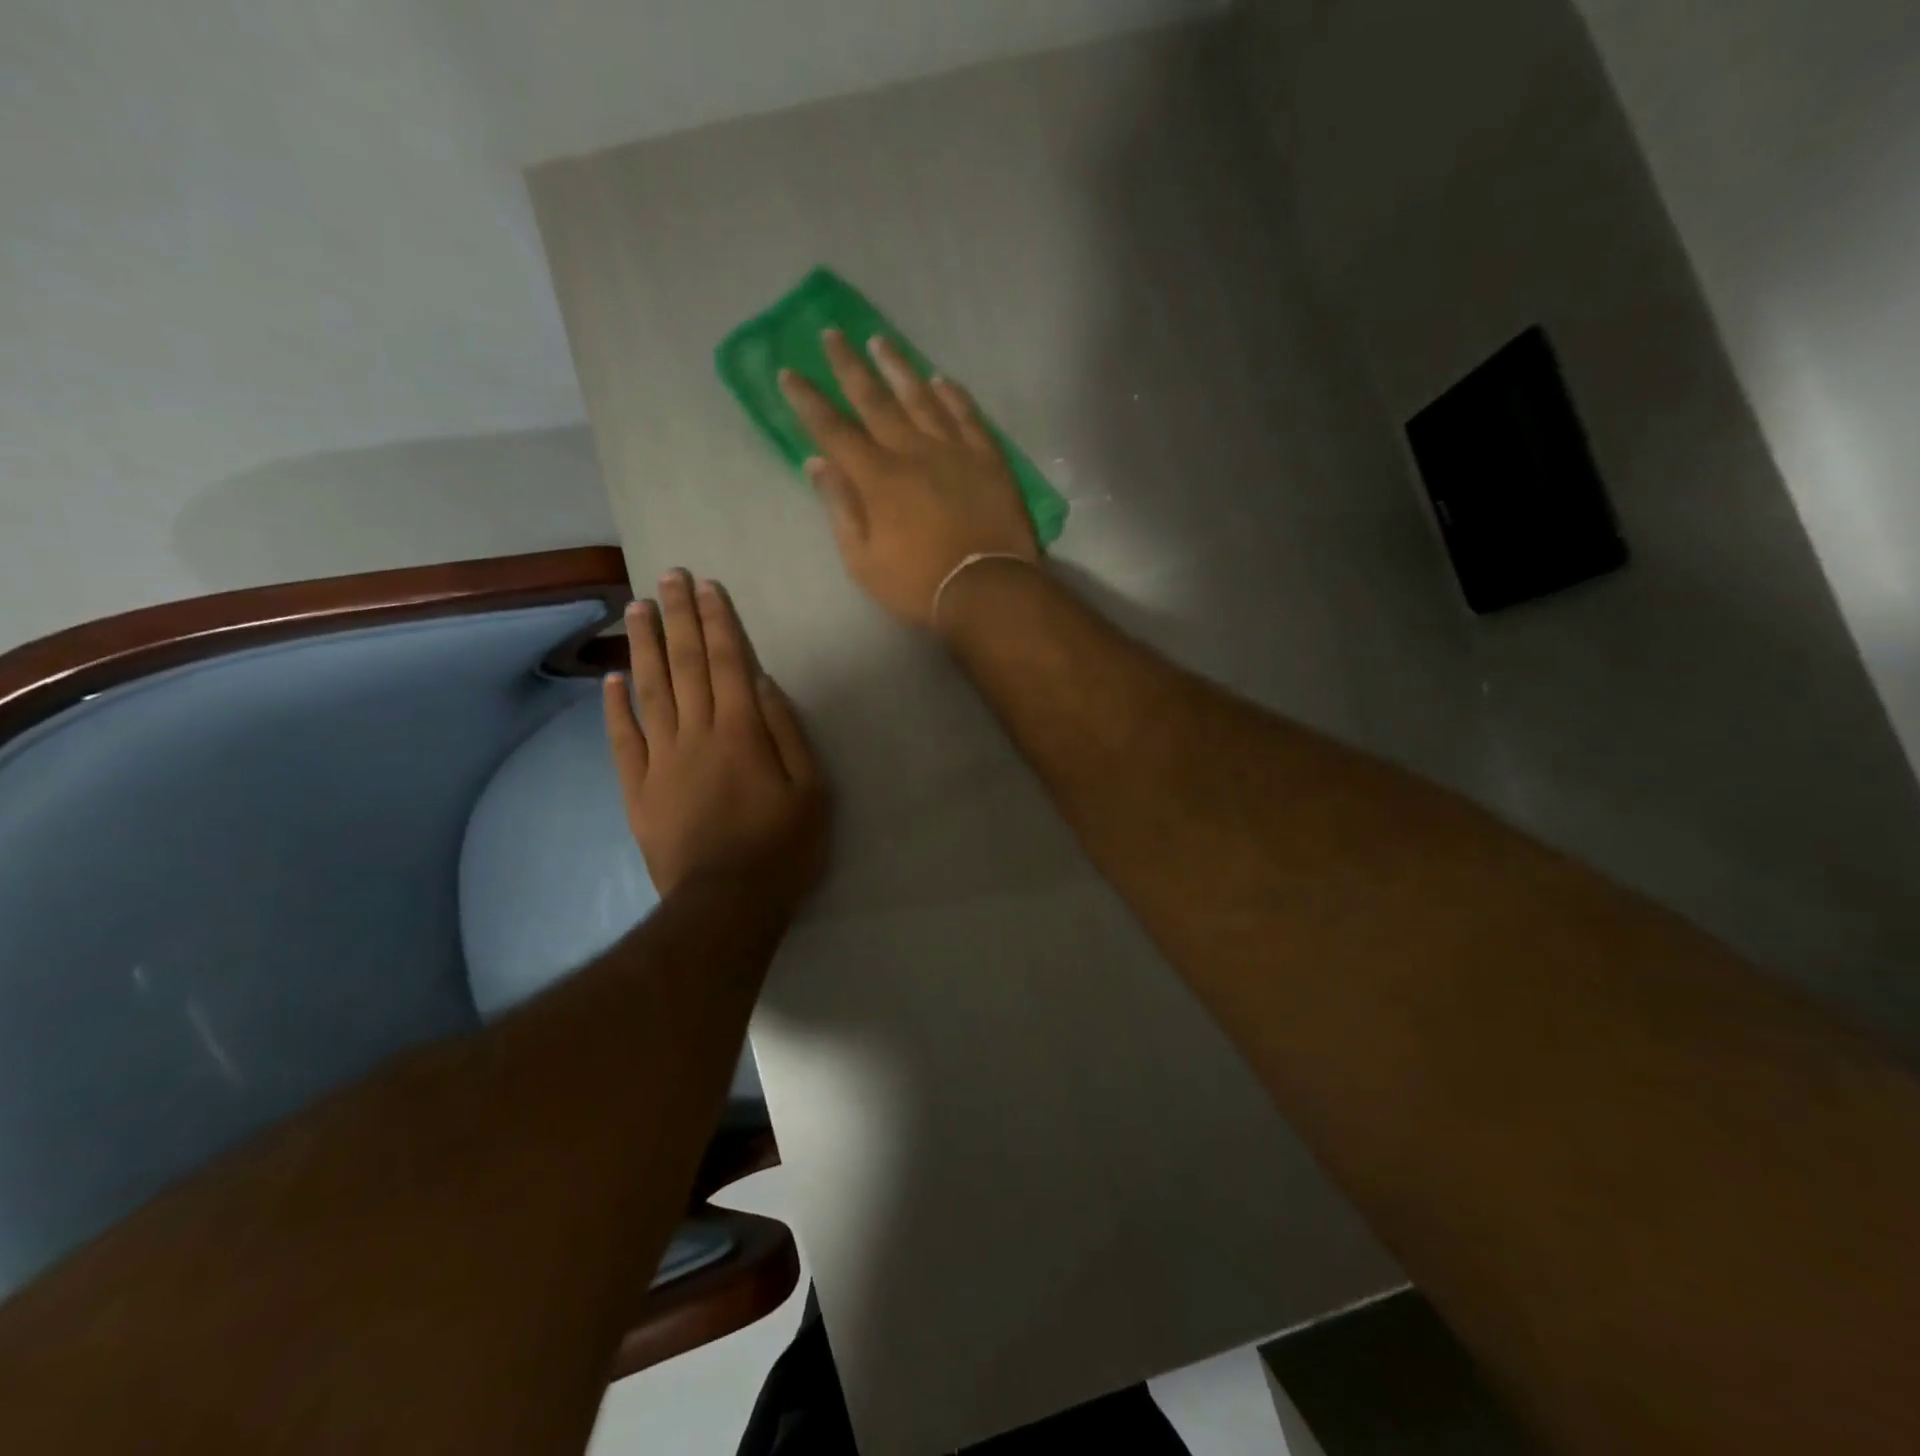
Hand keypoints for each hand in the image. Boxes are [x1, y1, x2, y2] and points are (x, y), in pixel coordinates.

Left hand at [603, 570, 827, 907]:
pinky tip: (611, 678)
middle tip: (668, 577)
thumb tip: (762, 683)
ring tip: (637, 609)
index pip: (727, 664)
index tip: (708, 587)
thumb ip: (787, 732)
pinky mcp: (638, 789)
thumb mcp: (811, 791)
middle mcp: (696, 735)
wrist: (725, 905)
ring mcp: (661, 761)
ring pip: (650, 692)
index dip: (718, 622)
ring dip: (644, 647)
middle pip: (685, 666)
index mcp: (741, 733)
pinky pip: (623, 740)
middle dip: (678, 618)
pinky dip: (615, 707)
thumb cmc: (782, 848)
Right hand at [779, 330, 1038, 629]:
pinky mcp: (988, 458)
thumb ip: (840, 508)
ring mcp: (954, 450)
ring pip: (921, 397)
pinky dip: (952, 394)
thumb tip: (816, 464)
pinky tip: (940, 379)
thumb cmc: (918, 584)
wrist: (987, 589)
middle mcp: (912, 451)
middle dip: (849, 365)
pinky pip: (967, 415)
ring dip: (898, 367)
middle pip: (875, 399)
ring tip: (881, 341)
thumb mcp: (863, 559)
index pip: (833, 430)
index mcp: (877, 477)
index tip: (789, 372)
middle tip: (832, 333)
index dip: (808, 401)